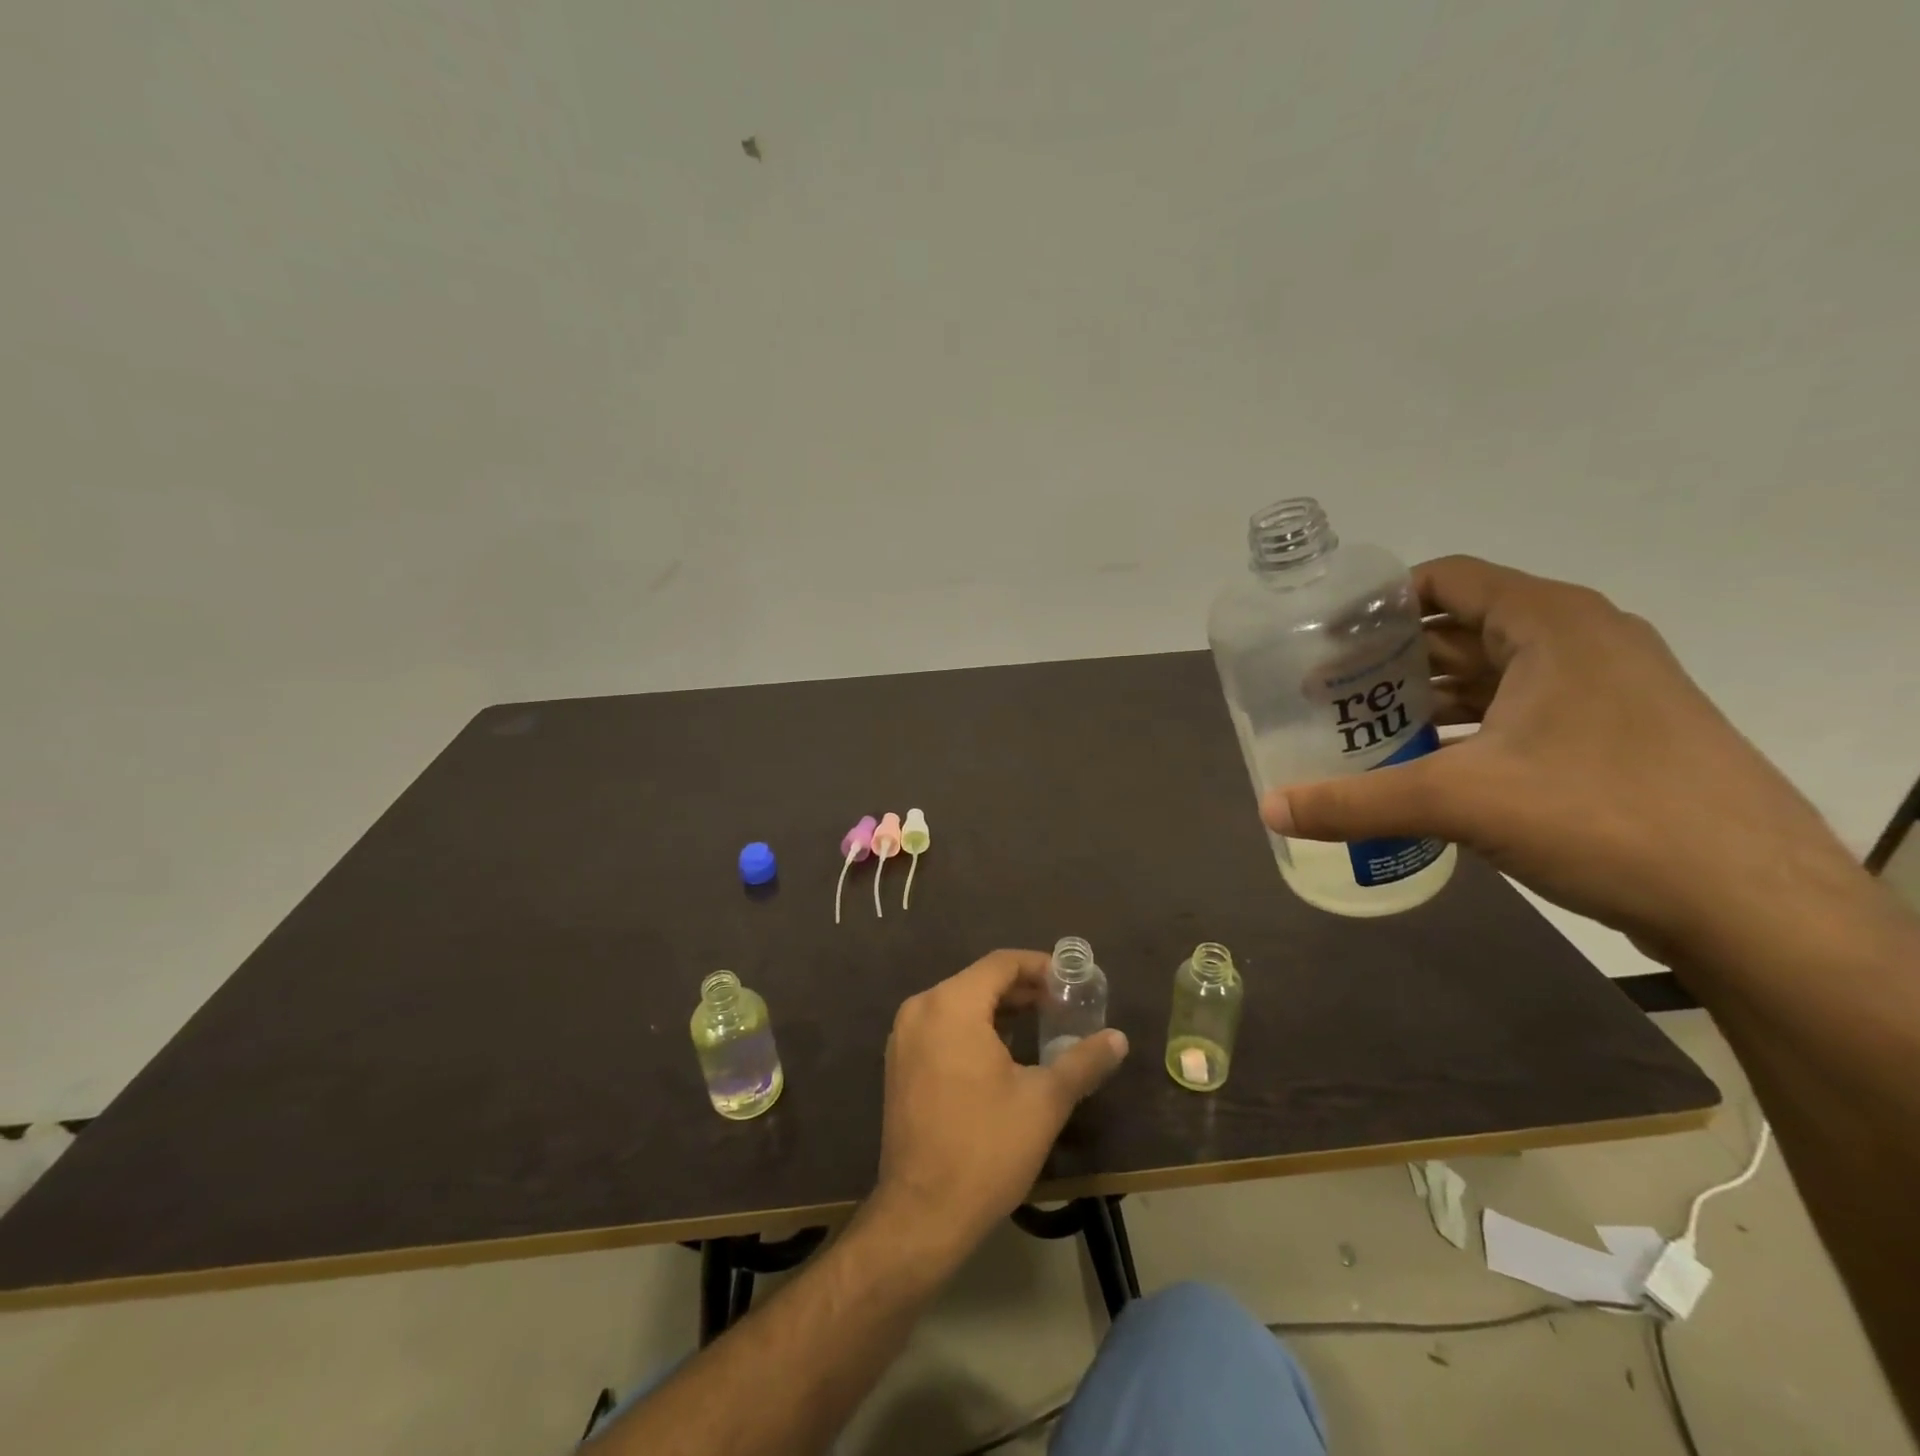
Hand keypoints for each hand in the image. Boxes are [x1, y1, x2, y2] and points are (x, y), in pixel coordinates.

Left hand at [874, 949, 1127, 1254]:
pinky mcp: (899, 1064)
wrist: (922, 1214)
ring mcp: (904, 1037)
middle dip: (1024, 989)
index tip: (1073, 981)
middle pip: (979, 981)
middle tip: (1065, 1005)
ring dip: (1001, 1009)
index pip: (1001, 963)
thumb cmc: (986, 1148)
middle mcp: (921, 1009)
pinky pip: (943, 1027)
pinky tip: (1005, 1052)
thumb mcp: (1044, 1101)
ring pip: (960, 1004)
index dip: (1040, 966)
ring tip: (1043, 1025)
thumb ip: (1083, 1061)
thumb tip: (1118, 1038)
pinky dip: (975, 1028)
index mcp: (951, 1005)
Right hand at [1260, 555, 1863, 964]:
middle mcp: (1582, 643)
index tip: (1321, 636)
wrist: (1753, 904)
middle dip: (1390, 658)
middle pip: (1461, 628)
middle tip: (1325, 691)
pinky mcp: (1614, 738)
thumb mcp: (1460, 802)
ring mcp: (1605, 692)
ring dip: (1426, 698)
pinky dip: (1466, 729)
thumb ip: (1355, 802)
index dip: (1378, 602)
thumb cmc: (1603, 816)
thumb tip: (1268, 810)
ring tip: (1361, 728)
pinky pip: (1519, 714)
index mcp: (1551, 624)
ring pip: (1491, 675)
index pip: (1446, 580)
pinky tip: (1423, 765)